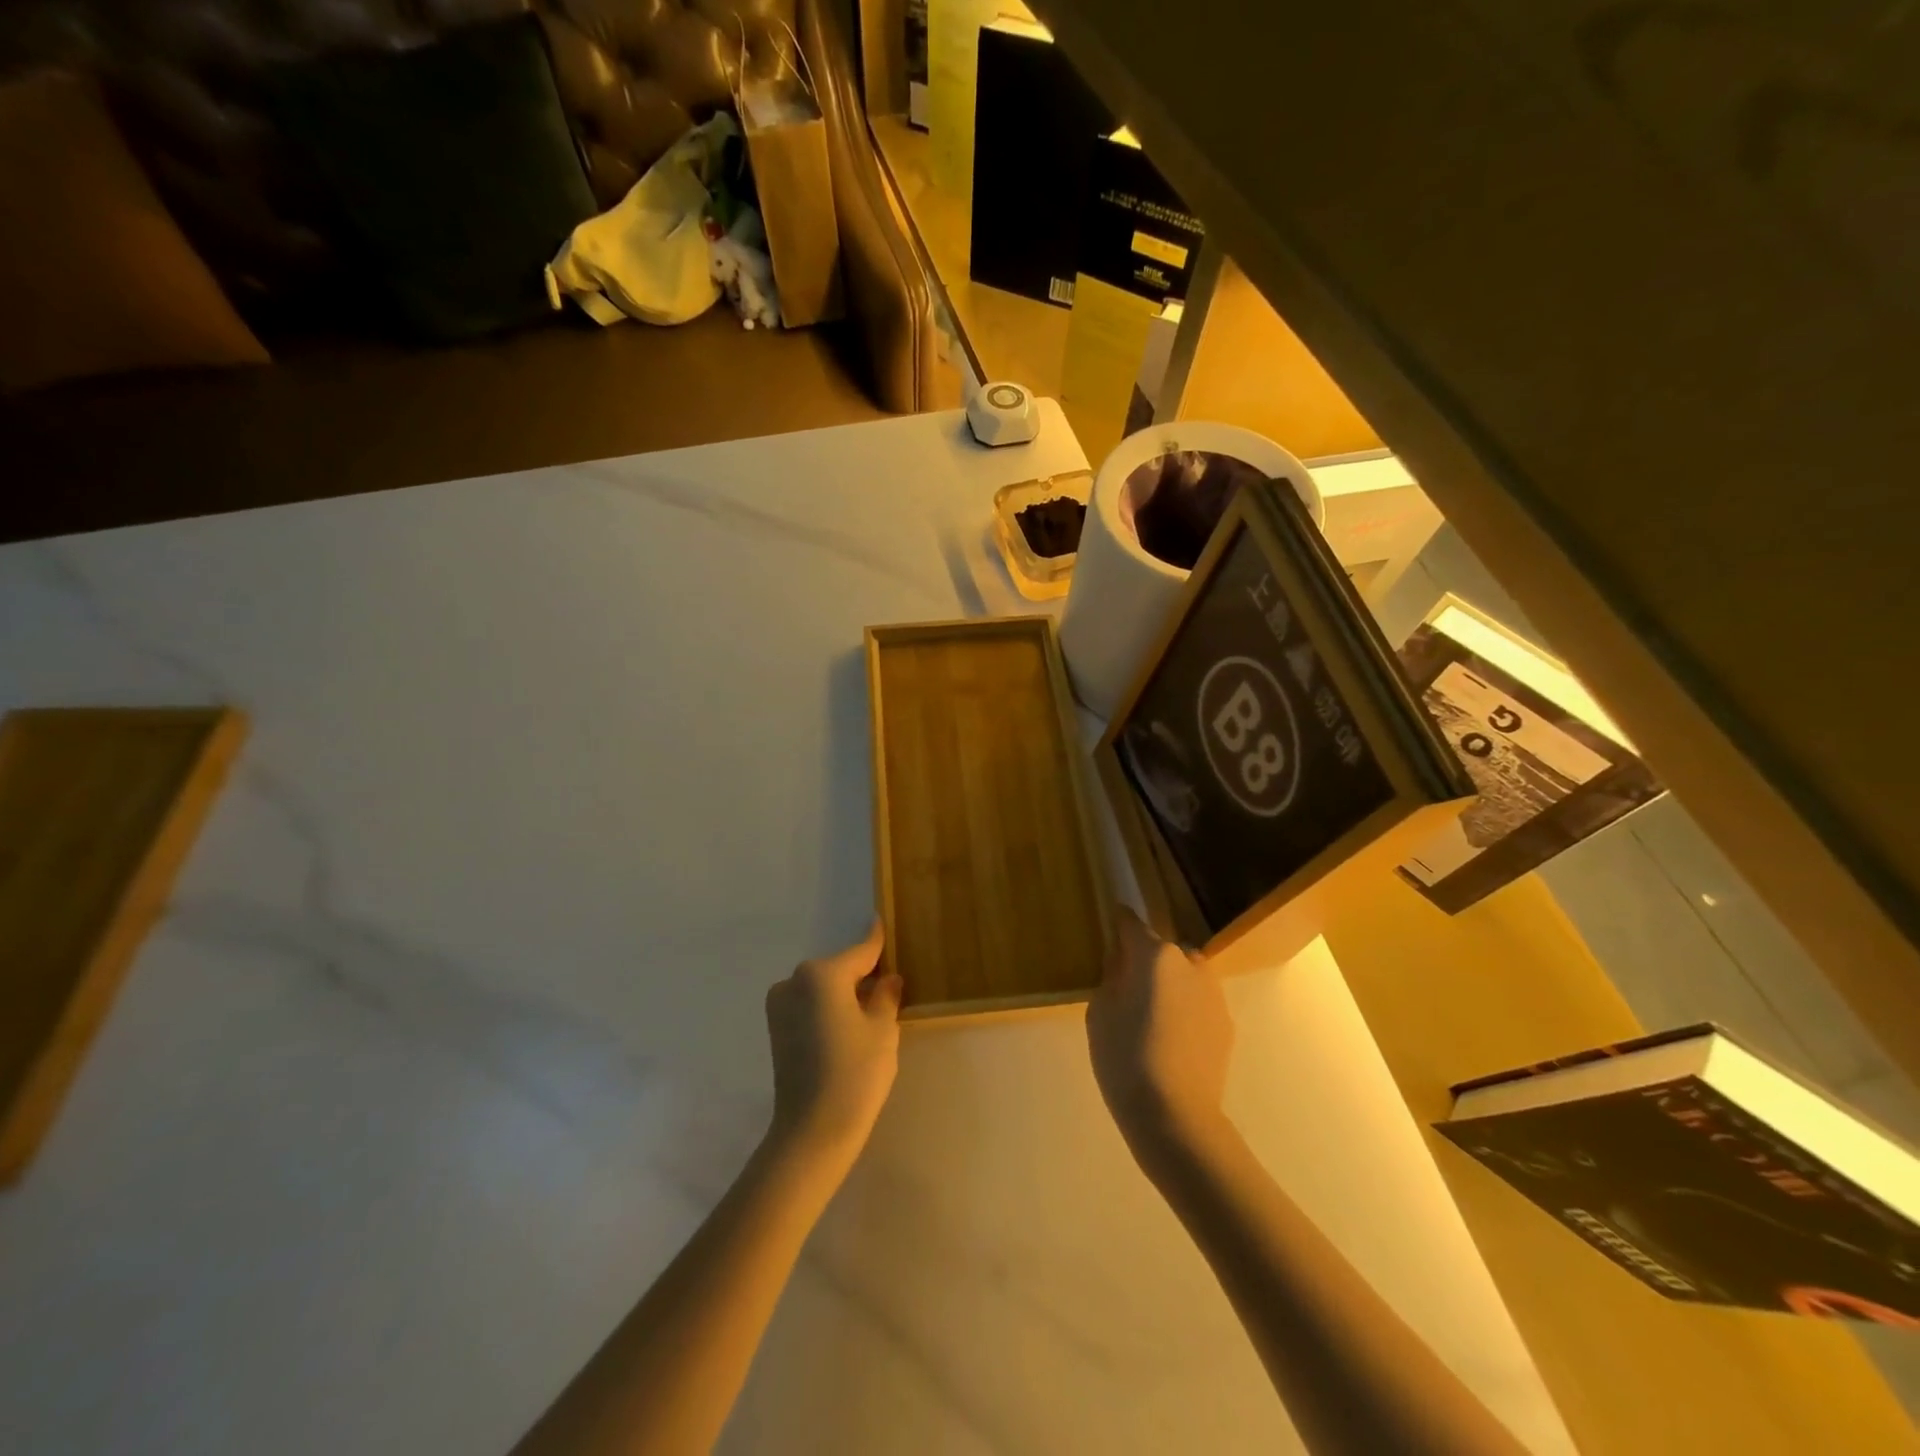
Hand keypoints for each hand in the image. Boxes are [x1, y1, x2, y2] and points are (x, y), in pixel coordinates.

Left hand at [764, 922, 902, 1173]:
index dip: (876, 941)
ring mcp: (780, 1005)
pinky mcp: (776, 1029)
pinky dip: (828, 1009)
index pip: (860, 952)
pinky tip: (848, 1030)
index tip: (880, 920)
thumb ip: (886, 996)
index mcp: (822, 974)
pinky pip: (809, 1006)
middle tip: (888, 988)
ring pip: (822, 989)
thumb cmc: (855, 1073)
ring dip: (844, 995)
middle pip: (839, 970)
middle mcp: (795, 981)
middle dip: (862, 976)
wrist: (812, 1131)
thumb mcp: (883, 1030)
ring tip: (870, 1014)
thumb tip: (888, 979)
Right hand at [1087, 908, 1234, 1173]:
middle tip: (1128, 984)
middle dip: (1147, 959)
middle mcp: (1190, 964)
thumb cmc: (1125, 1057)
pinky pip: (1199, 1003)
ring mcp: (1214, 995)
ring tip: (1150, 1014)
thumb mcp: (1100, 1012)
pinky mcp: (1226, 1025)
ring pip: (1186, 976)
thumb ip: (1111, 977)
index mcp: (1155, 956)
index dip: (1119, 922)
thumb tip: (1122, 963)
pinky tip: (1170, 1038)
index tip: (1110, 921)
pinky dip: (1185, 1009)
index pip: (1132, 925)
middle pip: (1164, 950)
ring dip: (1170, 984)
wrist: (1175, 1117)